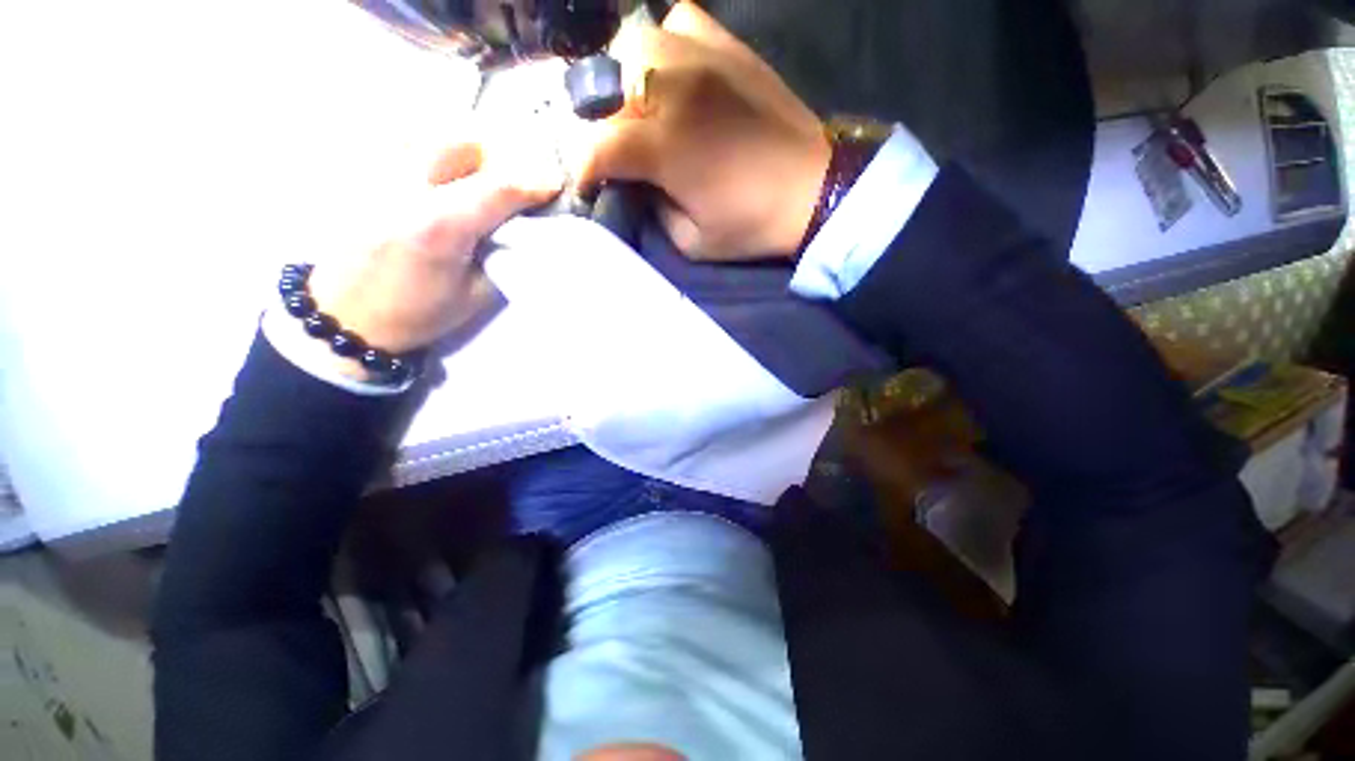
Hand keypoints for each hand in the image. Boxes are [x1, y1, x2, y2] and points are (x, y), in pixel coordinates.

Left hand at [307, 139, 562, 370]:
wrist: (347, 319)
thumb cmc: (417, 314)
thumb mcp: (476, 295)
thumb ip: (501, 257)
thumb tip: (519, 231)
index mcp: (441, 227)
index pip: (497, 188)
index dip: (532, 183)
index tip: (552, 185)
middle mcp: (406, 191)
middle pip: (459, 145)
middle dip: (491, 162)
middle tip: (501, 189)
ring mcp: (375, 180)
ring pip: (426, 138)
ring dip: (456, 157)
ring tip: (464, 184)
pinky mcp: (357, 181)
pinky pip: (397, 149)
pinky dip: (425, 158)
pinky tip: (430, 185)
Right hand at [575, 1, 829, 260]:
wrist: (813, 190)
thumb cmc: (752, 224)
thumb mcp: (692, 241)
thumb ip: (654, 211)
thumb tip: (638, 185)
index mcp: (665, 147)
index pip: (598, 145)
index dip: (584, 168)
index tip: (589, 184)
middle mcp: (674, 91)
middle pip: (607, 86)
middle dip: (601, 123)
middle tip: (618, 149)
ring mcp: (703, 60)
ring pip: (636, 46)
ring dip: (627, 79)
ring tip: (642, 108)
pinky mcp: (729, 48)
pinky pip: (679, 22)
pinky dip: (666, 46)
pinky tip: (676, 75)